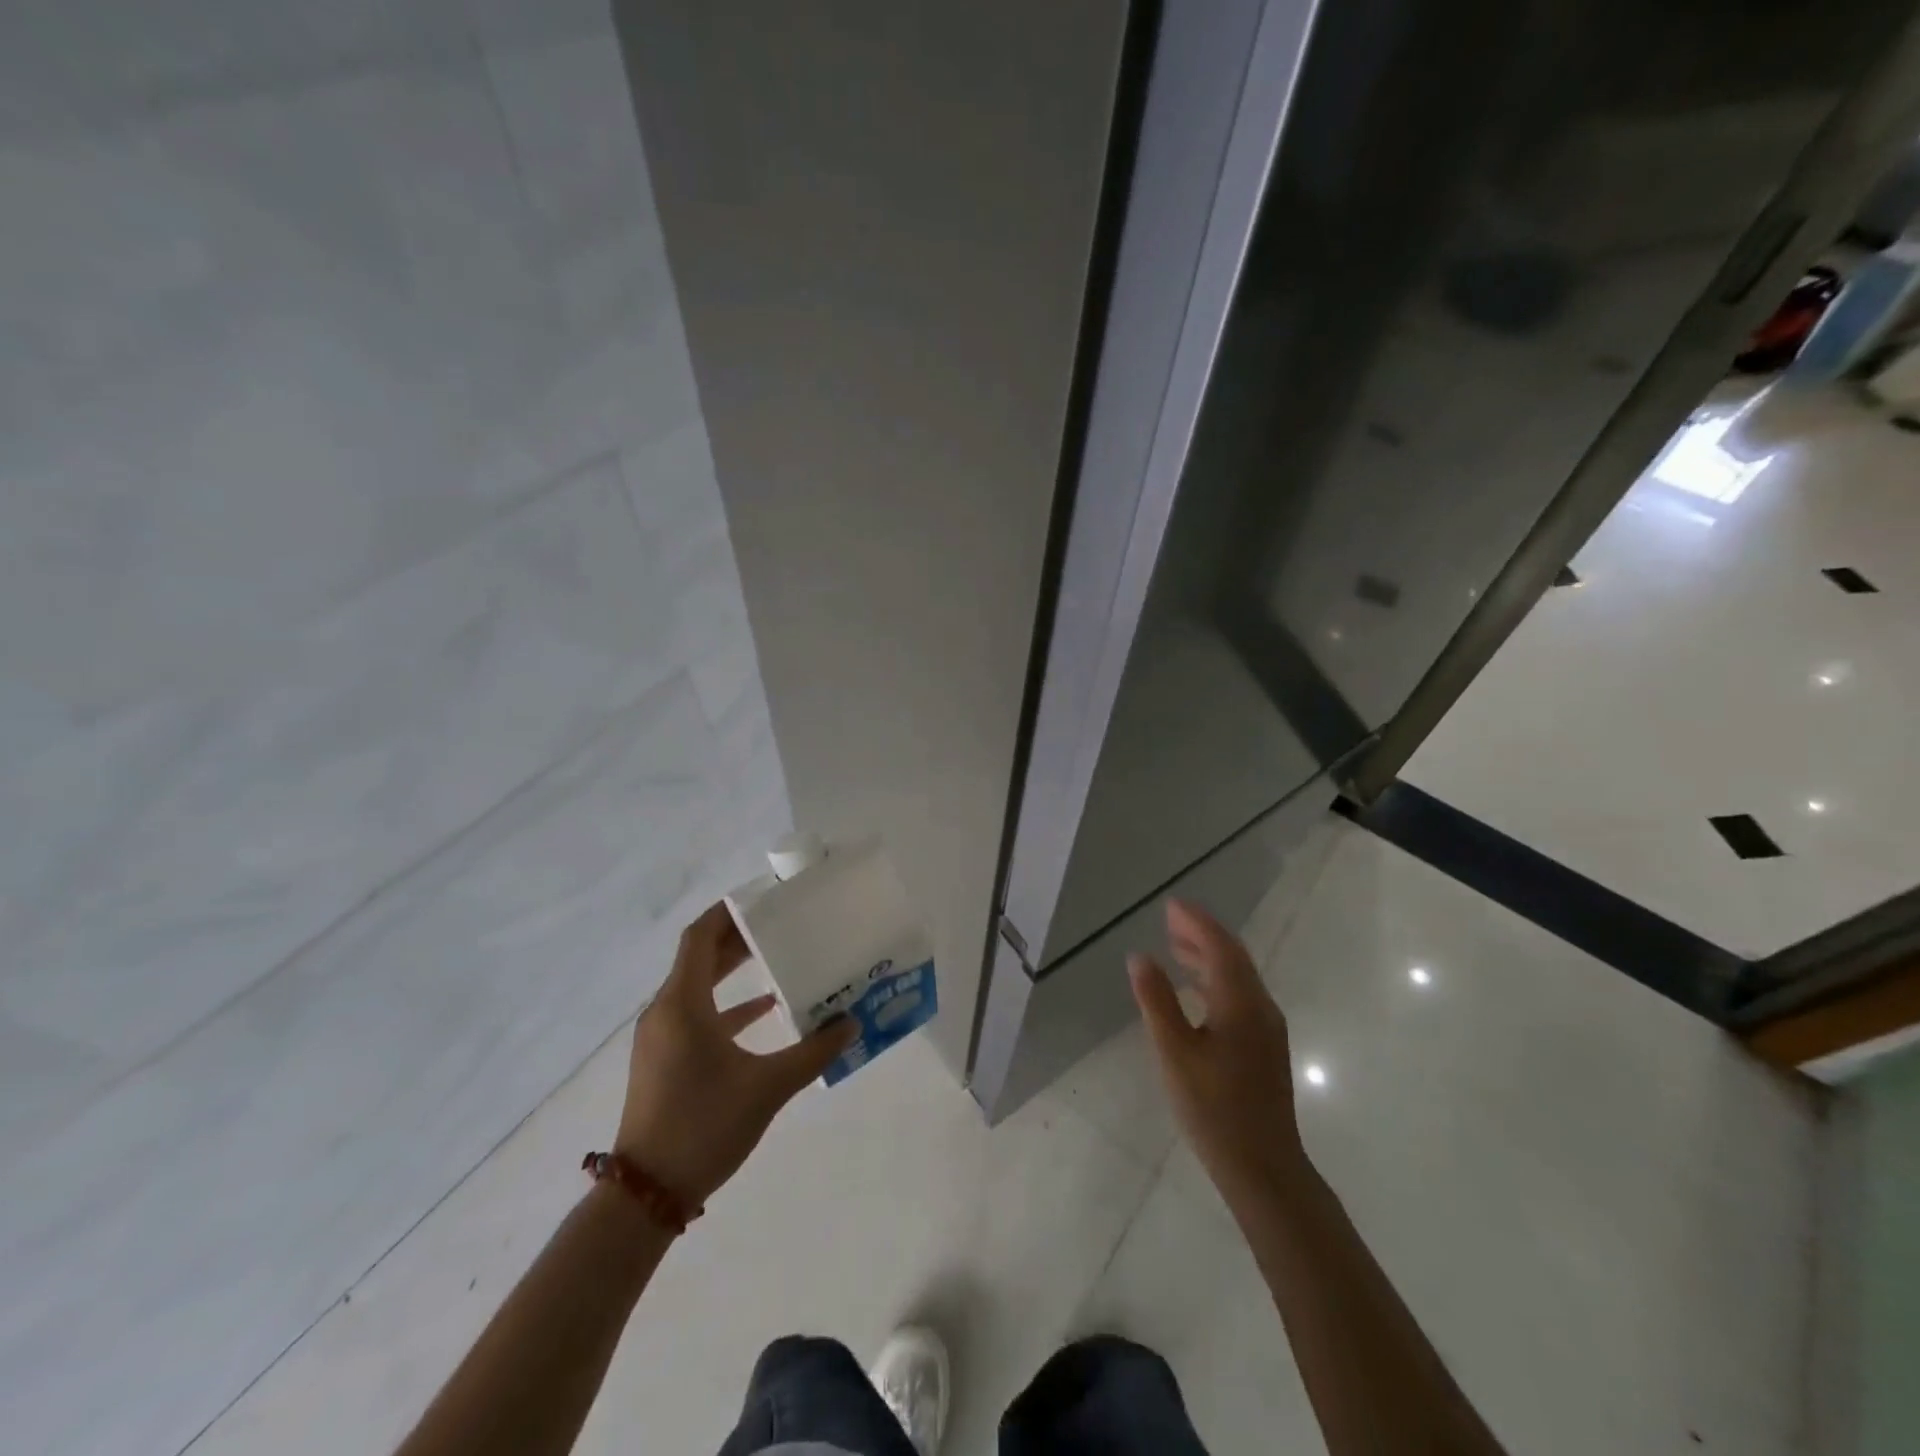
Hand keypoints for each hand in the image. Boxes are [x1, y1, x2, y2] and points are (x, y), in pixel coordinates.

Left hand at [614, 903, 855, 1206]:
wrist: (646, 1194)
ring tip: (775, 955)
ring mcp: (661, 1037)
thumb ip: (813, 1051)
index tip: (762, 898)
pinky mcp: (664, 1059)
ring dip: (732, 969)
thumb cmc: (704, 1126)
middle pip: (699, 957)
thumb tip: (852, 1022)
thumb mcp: (768, 1087)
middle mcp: (665, 1011)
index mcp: (682, 1004)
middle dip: (737, 937)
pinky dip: (727, 1006)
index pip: (699, 937)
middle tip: (779, 922)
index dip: (727, 912)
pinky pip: (696, 1015)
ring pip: (697, 986)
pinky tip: (763, 1010)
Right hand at [1129, 899, 1308, 1209]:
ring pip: (1237, 977)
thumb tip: (1140, 957)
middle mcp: (1259, 1007)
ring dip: (1208, 955)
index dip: (1196, 922)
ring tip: (1176, 945)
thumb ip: (1156, 1001)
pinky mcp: (1264, 1046)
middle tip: (1170, 919)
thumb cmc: (1213, 1107)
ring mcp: (1266, 1028)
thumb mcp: (1174, 1052)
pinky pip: (1239, 995)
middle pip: (1232, 957)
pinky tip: (1195, 990)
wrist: (1263, 1167)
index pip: (1219, 947)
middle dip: (1202, 933)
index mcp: (1240, 1003)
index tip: (1171, 905)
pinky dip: (1215, 979)